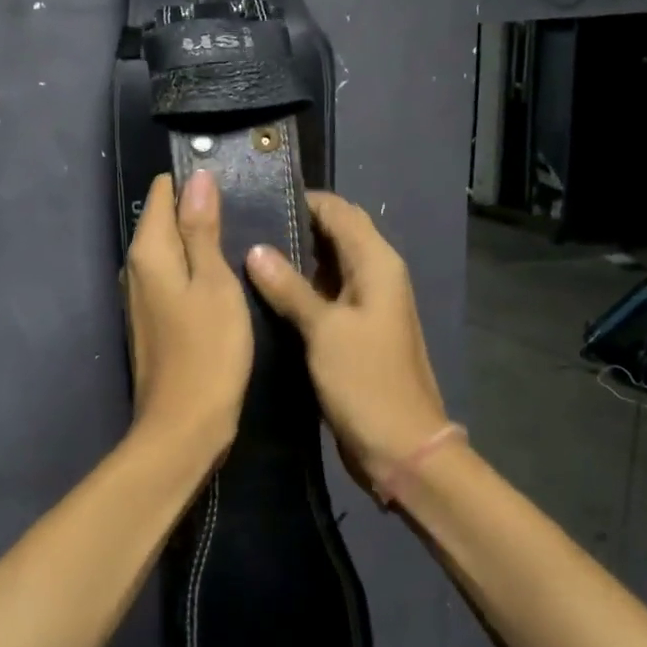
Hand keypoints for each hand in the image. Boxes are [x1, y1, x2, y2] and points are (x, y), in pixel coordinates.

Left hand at [124, 171, 253, 455]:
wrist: (184, 426)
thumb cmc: (208, 351)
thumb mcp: (215, 283)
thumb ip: (203, 230)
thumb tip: (197, 178)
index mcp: (148, 251)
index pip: (162, 191)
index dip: (195, 183)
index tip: (233, 184)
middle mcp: (136, 267)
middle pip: (165, 219)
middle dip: (200, 210)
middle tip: (247, 213)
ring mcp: (141, 295)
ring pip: (171, 249)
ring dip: (201, 241)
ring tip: (243, 238)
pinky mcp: (153, 317)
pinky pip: (174, 275)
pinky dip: (196, 268)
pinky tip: (226, 276)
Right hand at [245, 191, 447, 487]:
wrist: (402, 447)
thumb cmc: (366, 382)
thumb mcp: (324, 330)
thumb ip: (289, 287)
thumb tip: (256, 249)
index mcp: (377, 263)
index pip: (340, 211)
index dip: (303, 201)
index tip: (257, 198)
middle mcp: (376, 275)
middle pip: (336, 234)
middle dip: (297, 226)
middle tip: (244, 224)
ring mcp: (366, 304)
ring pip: (328, 264)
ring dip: (296, 257)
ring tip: (245, 251)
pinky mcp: (355, 330)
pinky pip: (326, 294)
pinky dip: (301, 286)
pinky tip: (265, 290)